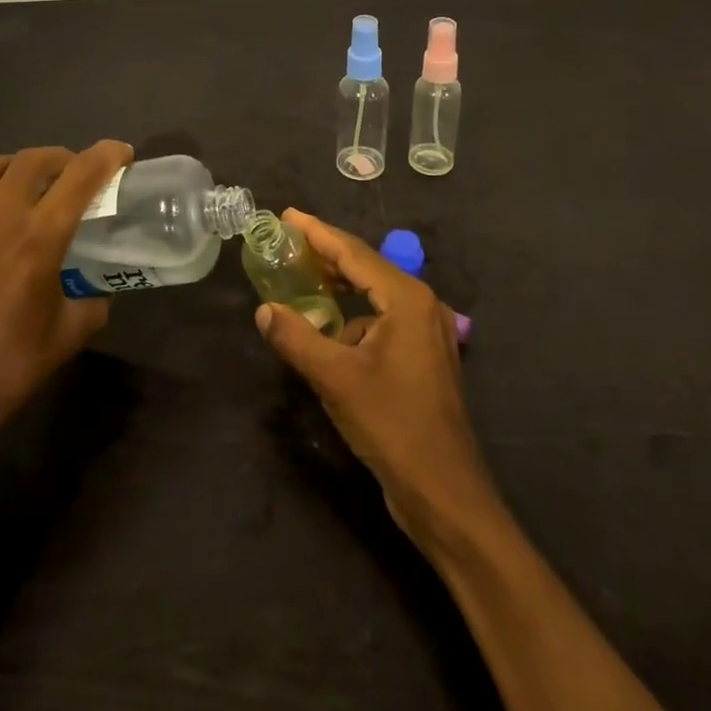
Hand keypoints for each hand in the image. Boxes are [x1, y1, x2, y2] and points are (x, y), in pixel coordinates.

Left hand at [0, 140, 132, 471]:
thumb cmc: (6, 368)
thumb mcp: (68, 336)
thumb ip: (91, 302)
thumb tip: (98, 289)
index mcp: (38, 238)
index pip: (81, 176)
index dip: (106, 156)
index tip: (121, 153)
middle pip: (32, 159)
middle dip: (60, 158)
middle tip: (71, 174)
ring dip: (11, 169)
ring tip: (21, 186)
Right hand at [254, 208, 494, 544]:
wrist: (446, 494)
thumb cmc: (393, 426)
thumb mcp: (336, 379)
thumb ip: (297, 338)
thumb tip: (264, 310)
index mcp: (407, 299)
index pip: (353, 253)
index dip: (317, 233)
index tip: (287, 216)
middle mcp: (421, 305)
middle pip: (366, 267)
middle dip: (326, 255)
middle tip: (287, 242)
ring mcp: (426, 333)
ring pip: (374, 295)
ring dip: (339, 287)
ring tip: (302, 278)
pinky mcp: (422, 358)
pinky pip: (382, 320)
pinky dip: (354, 318)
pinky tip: (329, 332)